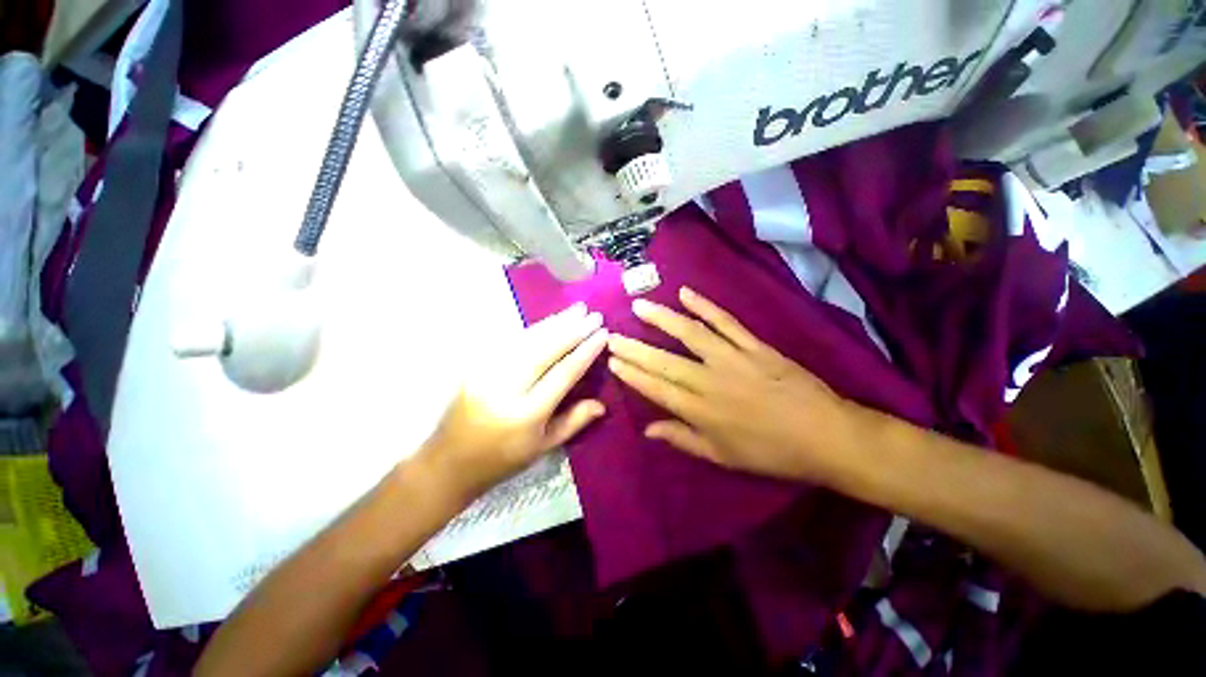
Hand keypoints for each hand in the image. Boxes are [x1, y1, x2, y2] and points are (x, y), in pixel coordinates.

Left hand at [418, 303, 608, 502]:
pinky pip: (509, 341)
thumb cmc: (502, 460)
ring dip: (554, 322)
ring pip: (527, 340)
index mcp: (527, 413)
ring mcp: (487, 373)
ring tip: (576, 309)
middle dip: (572, 329)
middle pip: (545, 350)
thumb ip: (573, 422)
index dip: (584, 351)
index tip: (602, 334)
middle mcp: (506, 388)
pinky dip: (533, 329)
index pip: (563, 373)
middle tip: (593, 314)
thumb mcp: (543, 448)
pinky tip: (549, 320)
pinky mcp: (476, 365)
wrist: (449, 461)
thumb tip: (602, 404)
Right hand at [607, 287, 859, 483]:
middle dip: (635, 348)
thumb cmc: (771, 452)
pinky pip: (725, 322)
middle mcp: (710, 381)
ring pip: (690, 334)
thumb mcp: (723, 457)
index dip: (633, 374)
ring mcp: (733, 358)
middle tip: (611, 334)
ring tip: (639, 307)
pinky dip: (705, 306)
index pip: (657, 388)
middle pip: (664, 361)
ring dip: (662, 319)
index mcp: (701, 411)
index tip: (612, 361)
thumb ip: (683, 439)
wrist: (826, 435)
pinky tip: (685, 294)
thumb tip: (648, 429)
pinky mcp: (754, 345)